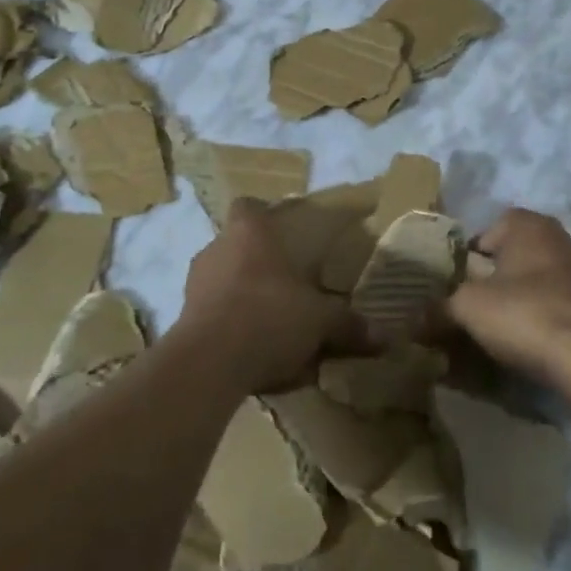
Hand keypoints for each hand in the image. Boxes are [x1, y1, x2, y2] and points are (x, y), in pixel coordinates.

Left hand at [176, 199, 354, 394]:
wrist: (209, 364)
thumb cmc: (268, 316)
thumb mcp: (320, 321)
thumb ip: (349, 325)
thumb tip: (387, 338)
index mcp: (249, 232)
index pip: (248, 206)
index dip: (263, 213)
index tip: (282, 228)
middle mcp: (216, 249)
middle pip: (236, 244)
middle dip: (259, 261)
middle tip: (286, 280)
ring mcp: (195, 284)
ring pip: (222, 279)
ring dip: (242, 294)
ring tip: (270, 318)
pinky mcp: (183, 320)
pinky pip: (213, 313)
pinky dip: (230, 324)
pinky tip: (252, 348)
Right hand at [448, 208, 570, 389]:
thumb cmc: (526, 315)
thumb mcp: (469, 309)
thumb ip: (440, 308)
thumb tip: (414, 319)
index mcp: (529, 226)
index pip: (491, 228)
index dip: (472, 253)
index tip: (461, 282)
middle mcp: (562, 238)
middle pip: (519, 253)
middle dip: (499, 276)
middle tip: (480, 305)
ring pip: (543, 278)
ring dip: (526, 296)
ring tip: (507, 328)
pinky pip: (565, 303)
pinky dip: (549, 316)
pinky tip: (539, 342)